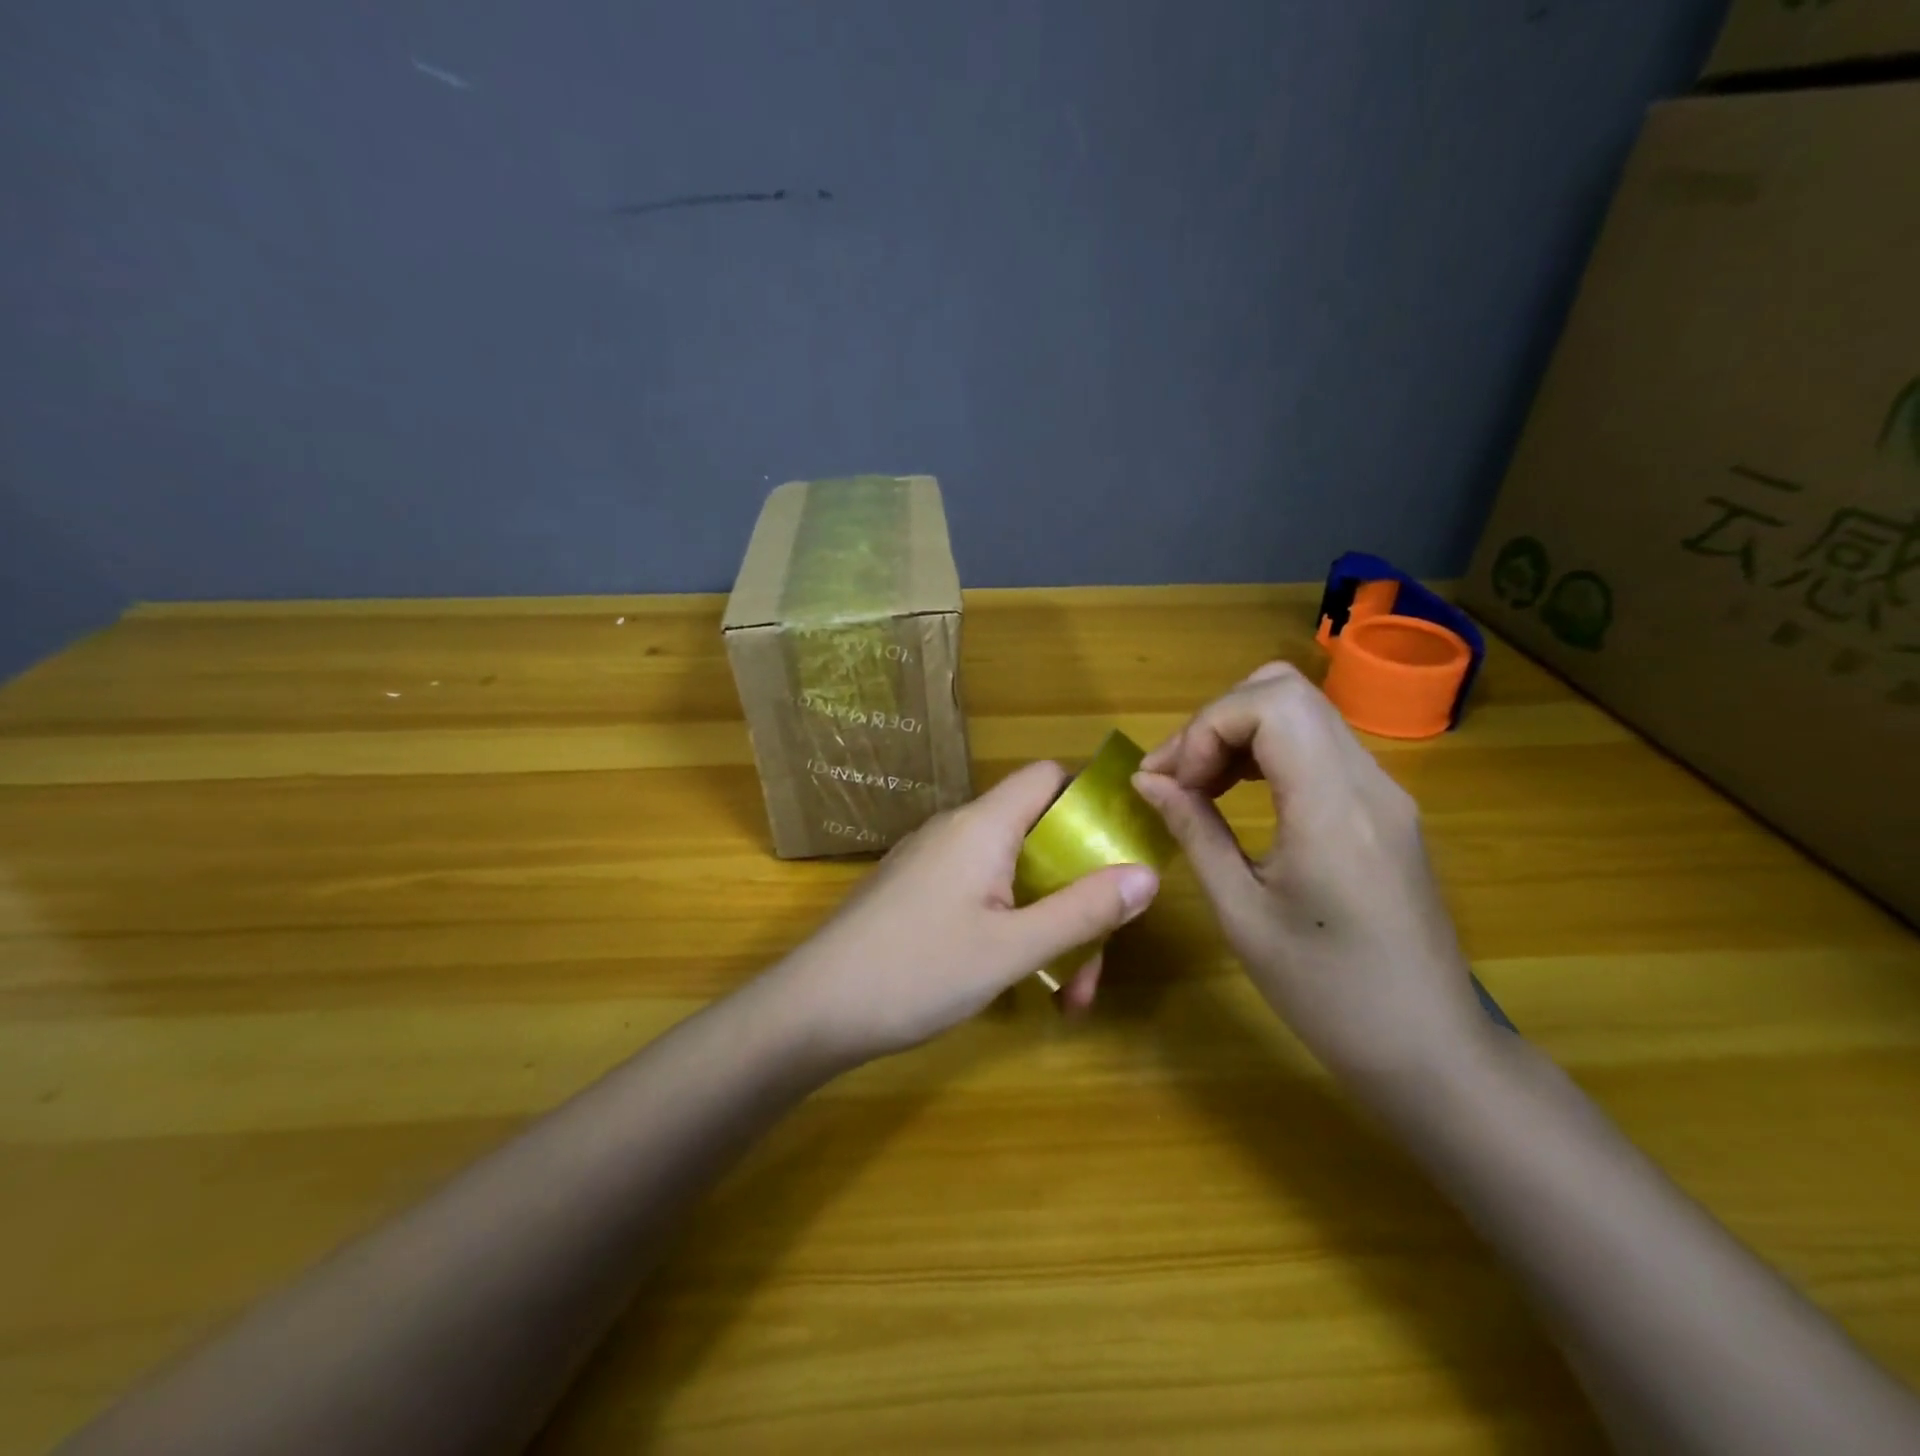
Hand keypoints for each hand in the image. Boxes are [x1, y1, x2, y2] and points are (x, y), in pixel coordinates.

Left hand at [773, 761, 1160, 1066]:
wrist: (812, 1009)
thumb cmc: (917, 971)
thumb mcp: (1013, 948)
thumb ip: (1082, 911)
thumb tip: (1147, 874)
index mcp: (983, 825)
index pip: (1048, 777)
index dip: (1092, 800)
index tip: (1125, 849)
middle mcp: (957, 830)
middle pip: (1039, 837)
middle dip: (1077, 895)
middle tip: (1094, 966)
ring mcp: (932, 862)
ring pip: (1013, 875)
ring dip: (1048, 924)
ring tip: (1064, 995)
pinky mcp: (916, 892)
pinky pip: (981, 893)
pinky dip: (1011, 927)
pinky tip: (1017, 980)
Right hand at [1131, 662, 1490, 1095]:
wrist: (1429, 1048)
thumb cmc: (1327, 994)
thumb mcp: (1242, 915)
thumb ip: (1194, 832)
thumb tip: (1148, 781)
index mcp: (1334, 808)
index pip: (1269, 704)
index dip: (1205, 728)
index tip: (1170, 782)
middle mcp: (1368, 781)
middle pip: (1285, 691)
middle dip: (1216, 721)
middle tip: (1178, 777)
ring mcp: (1384, 791)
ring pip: (1302, 711)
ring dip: (1239, 733)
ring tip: (1198, 786)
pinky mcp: (1385, 808)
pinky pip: (1318, 747)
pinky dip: (1267, 753)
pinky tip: (1239, 795)